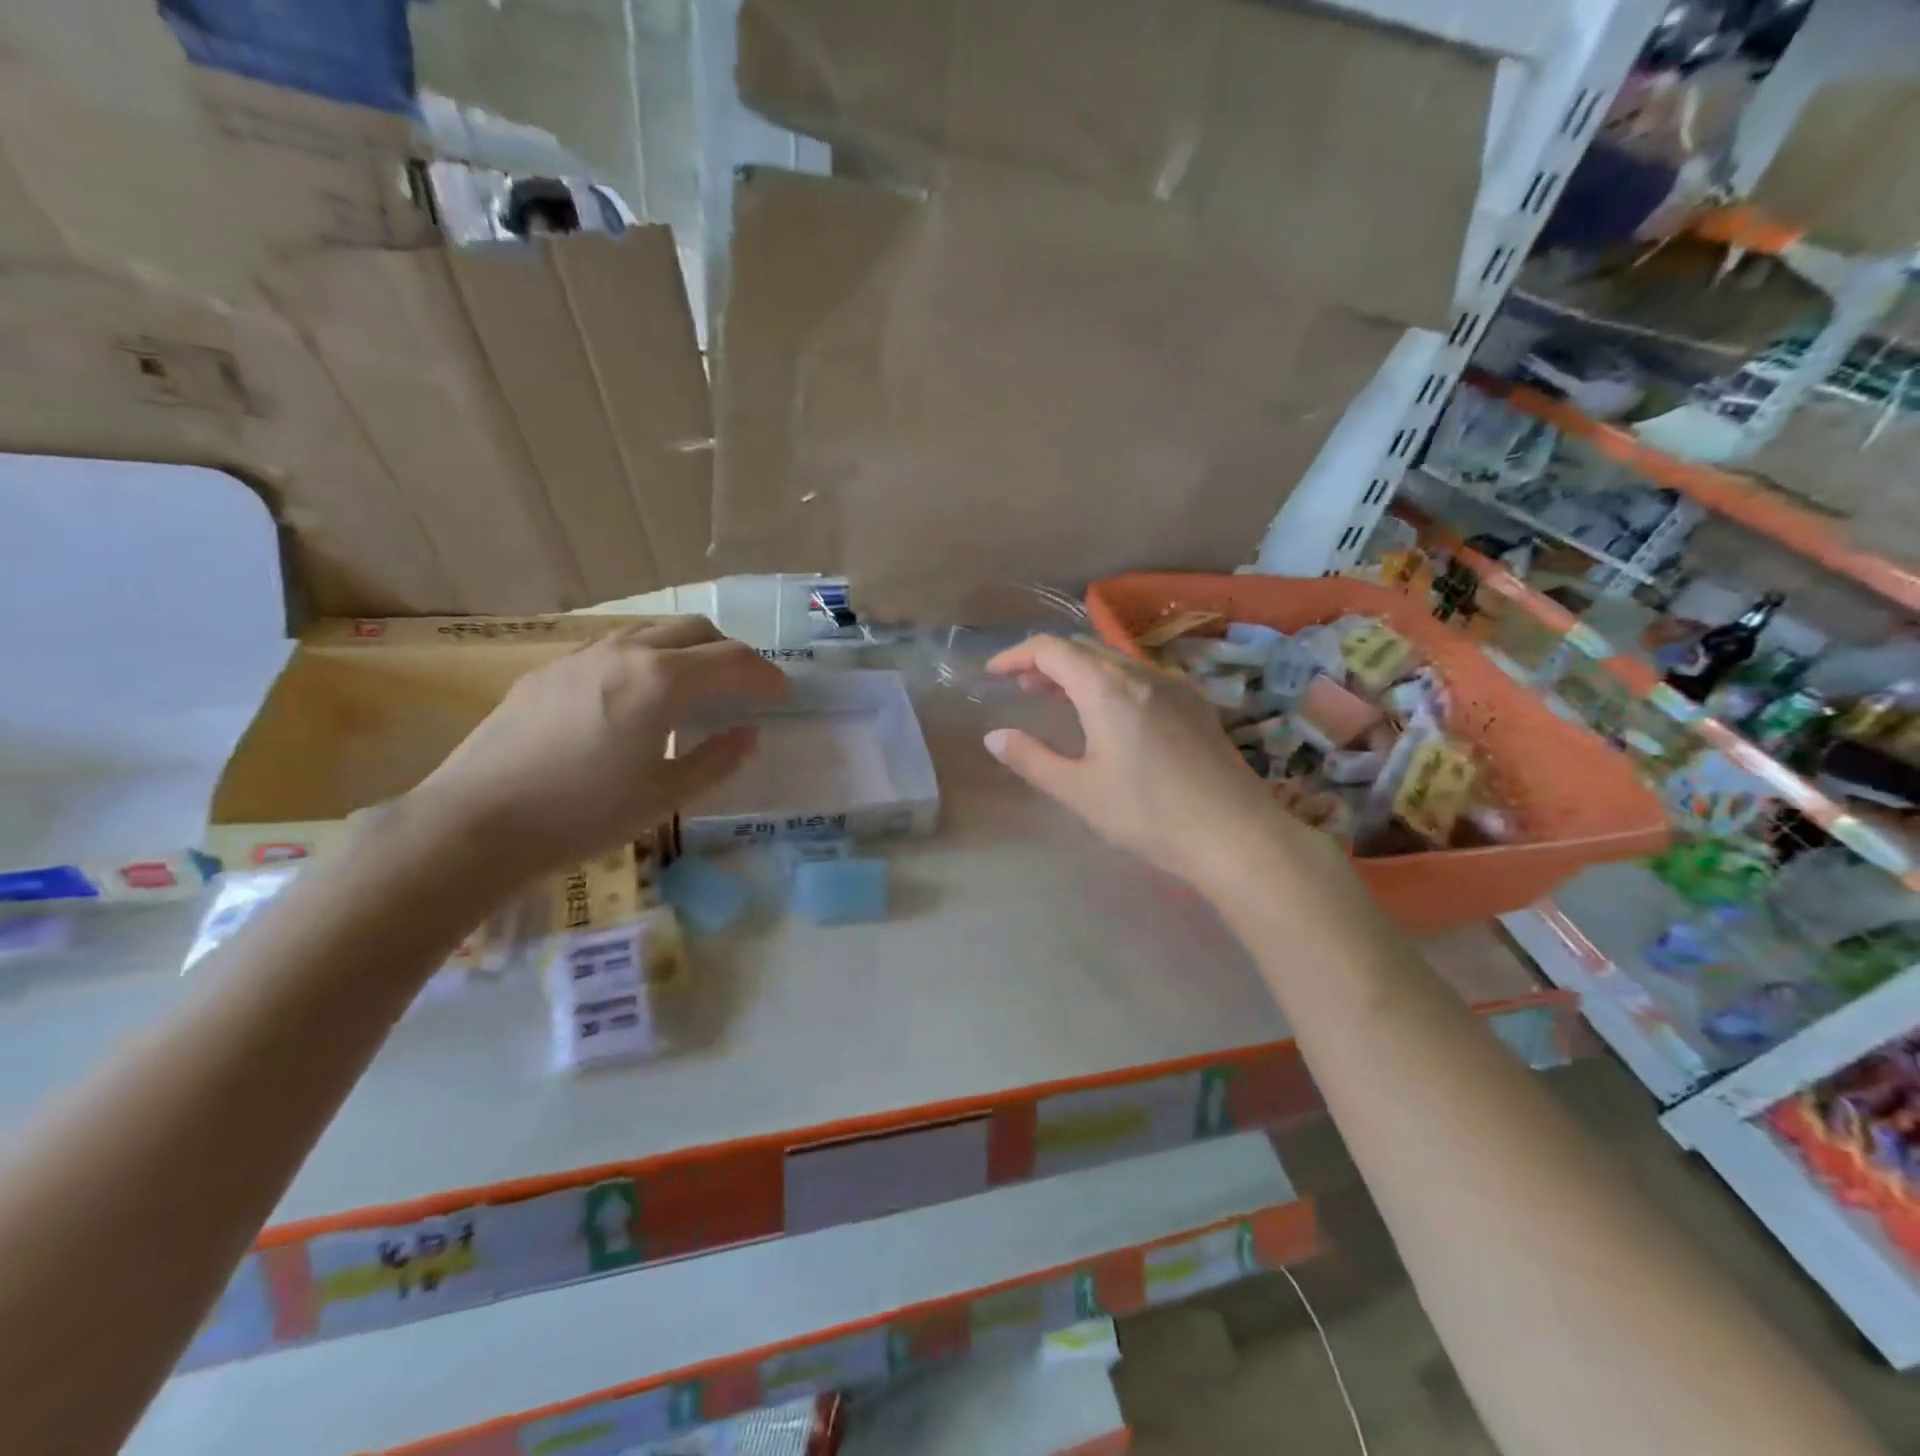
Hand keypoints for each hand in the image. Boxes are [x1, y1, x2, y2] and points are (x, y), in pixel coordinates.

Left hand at [407, 618, 786, 881]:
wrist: (474, 823)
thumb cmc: (583, 814)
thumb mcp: (664, 796)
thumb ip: (716, 760)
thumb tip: (748, 735)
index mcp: (661, 681)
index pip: (732, 660)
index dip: (764, 675)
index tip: (781, 695)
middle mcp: (625, 652)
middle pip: (694, 630)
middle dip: (729, 653)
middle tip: (742, 688)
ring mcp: (581, 657)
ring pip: (650, 632)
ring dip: (686, 650)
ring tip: (694, 687)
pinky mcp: (548, 671)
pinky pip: (612, 648)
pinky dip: (645, 658)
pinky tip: (635, 697)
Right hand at [982, 634, 1305, 891]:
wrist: (1235, 835)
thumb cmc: (1148, 814)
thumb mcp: (1078, 791)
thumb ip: (1031, 759)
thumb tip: (994, 736)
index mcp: (1106, 688)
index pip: (1052, 650)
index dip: (1016, 655)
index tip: (992, 674)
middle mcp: (1140, 674)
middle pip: (1084, 648)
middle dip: (1046, 661)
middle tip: (1021, 687)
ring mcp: (1173, 686)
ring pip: (1114, 660)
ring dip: (1079, 672)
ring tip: (1057, 699)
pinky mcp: (1194, 704)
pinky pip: (1140, 677)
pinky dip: (1109, 682)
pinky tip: (1108, 716)